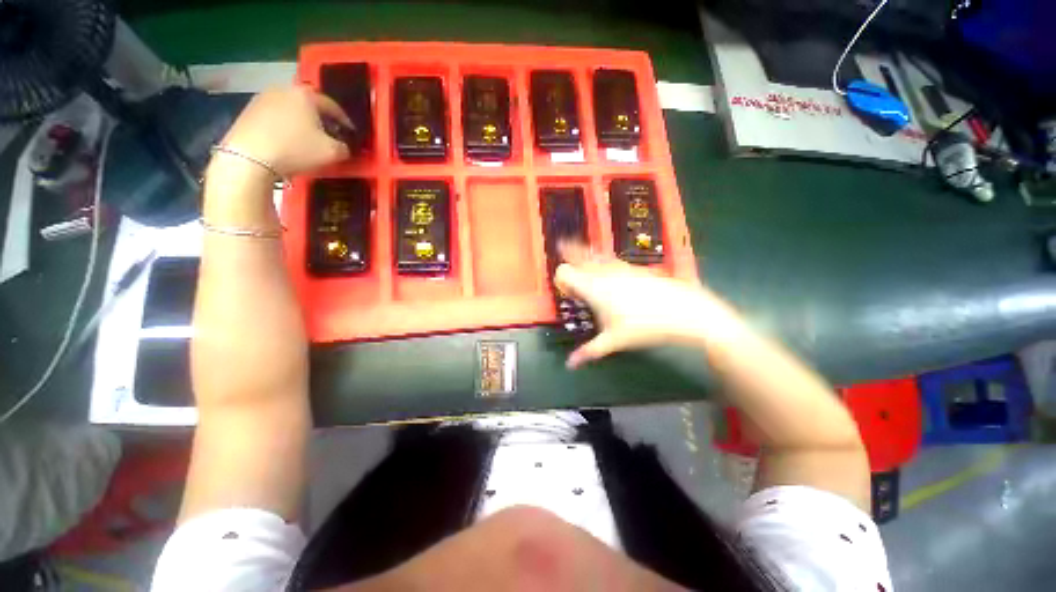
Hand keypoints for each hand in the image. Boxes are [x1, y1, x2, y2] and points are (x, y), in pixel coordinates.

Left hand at [218, 85, 351, 176]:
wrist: (250, 157)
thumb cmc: (296, 149)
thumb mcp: (332, 153)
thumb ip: (344, 147)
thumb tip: (343, 146)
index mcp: (307, 96)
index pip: (333, 106)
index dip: (345, 121)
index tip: (351, 132)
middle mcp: (285, 89)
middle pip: (310, 104)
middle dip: (322, 119)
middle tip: (330, 134)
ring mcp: (264, 98)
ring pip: (292, 109)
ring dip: (302, 121)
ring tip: (308, 138)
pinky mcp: (249, 109)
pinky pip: (276, 116)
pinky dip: (286, 125)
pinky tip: (288, 140)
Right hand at [554, 244, 746, 367]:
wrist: (683, 311)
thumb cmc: (643, 326)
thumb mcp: (614, 341)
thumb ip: (588, 351)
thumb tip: (570, 365)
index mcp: (592, 287)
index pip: (563, 271)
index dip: (560, 279)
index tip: (567, 292)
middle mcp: (602, 271)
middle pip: (577, 254)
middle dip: (568, 256)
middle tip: (566, 262)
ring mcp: (619, 266)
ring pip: (594, 254)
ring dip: (585, 258)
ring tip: (585, 268)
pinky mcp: (633, 267)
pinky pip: (610, 259)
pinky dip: (602, 262)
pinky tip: (610, 277)